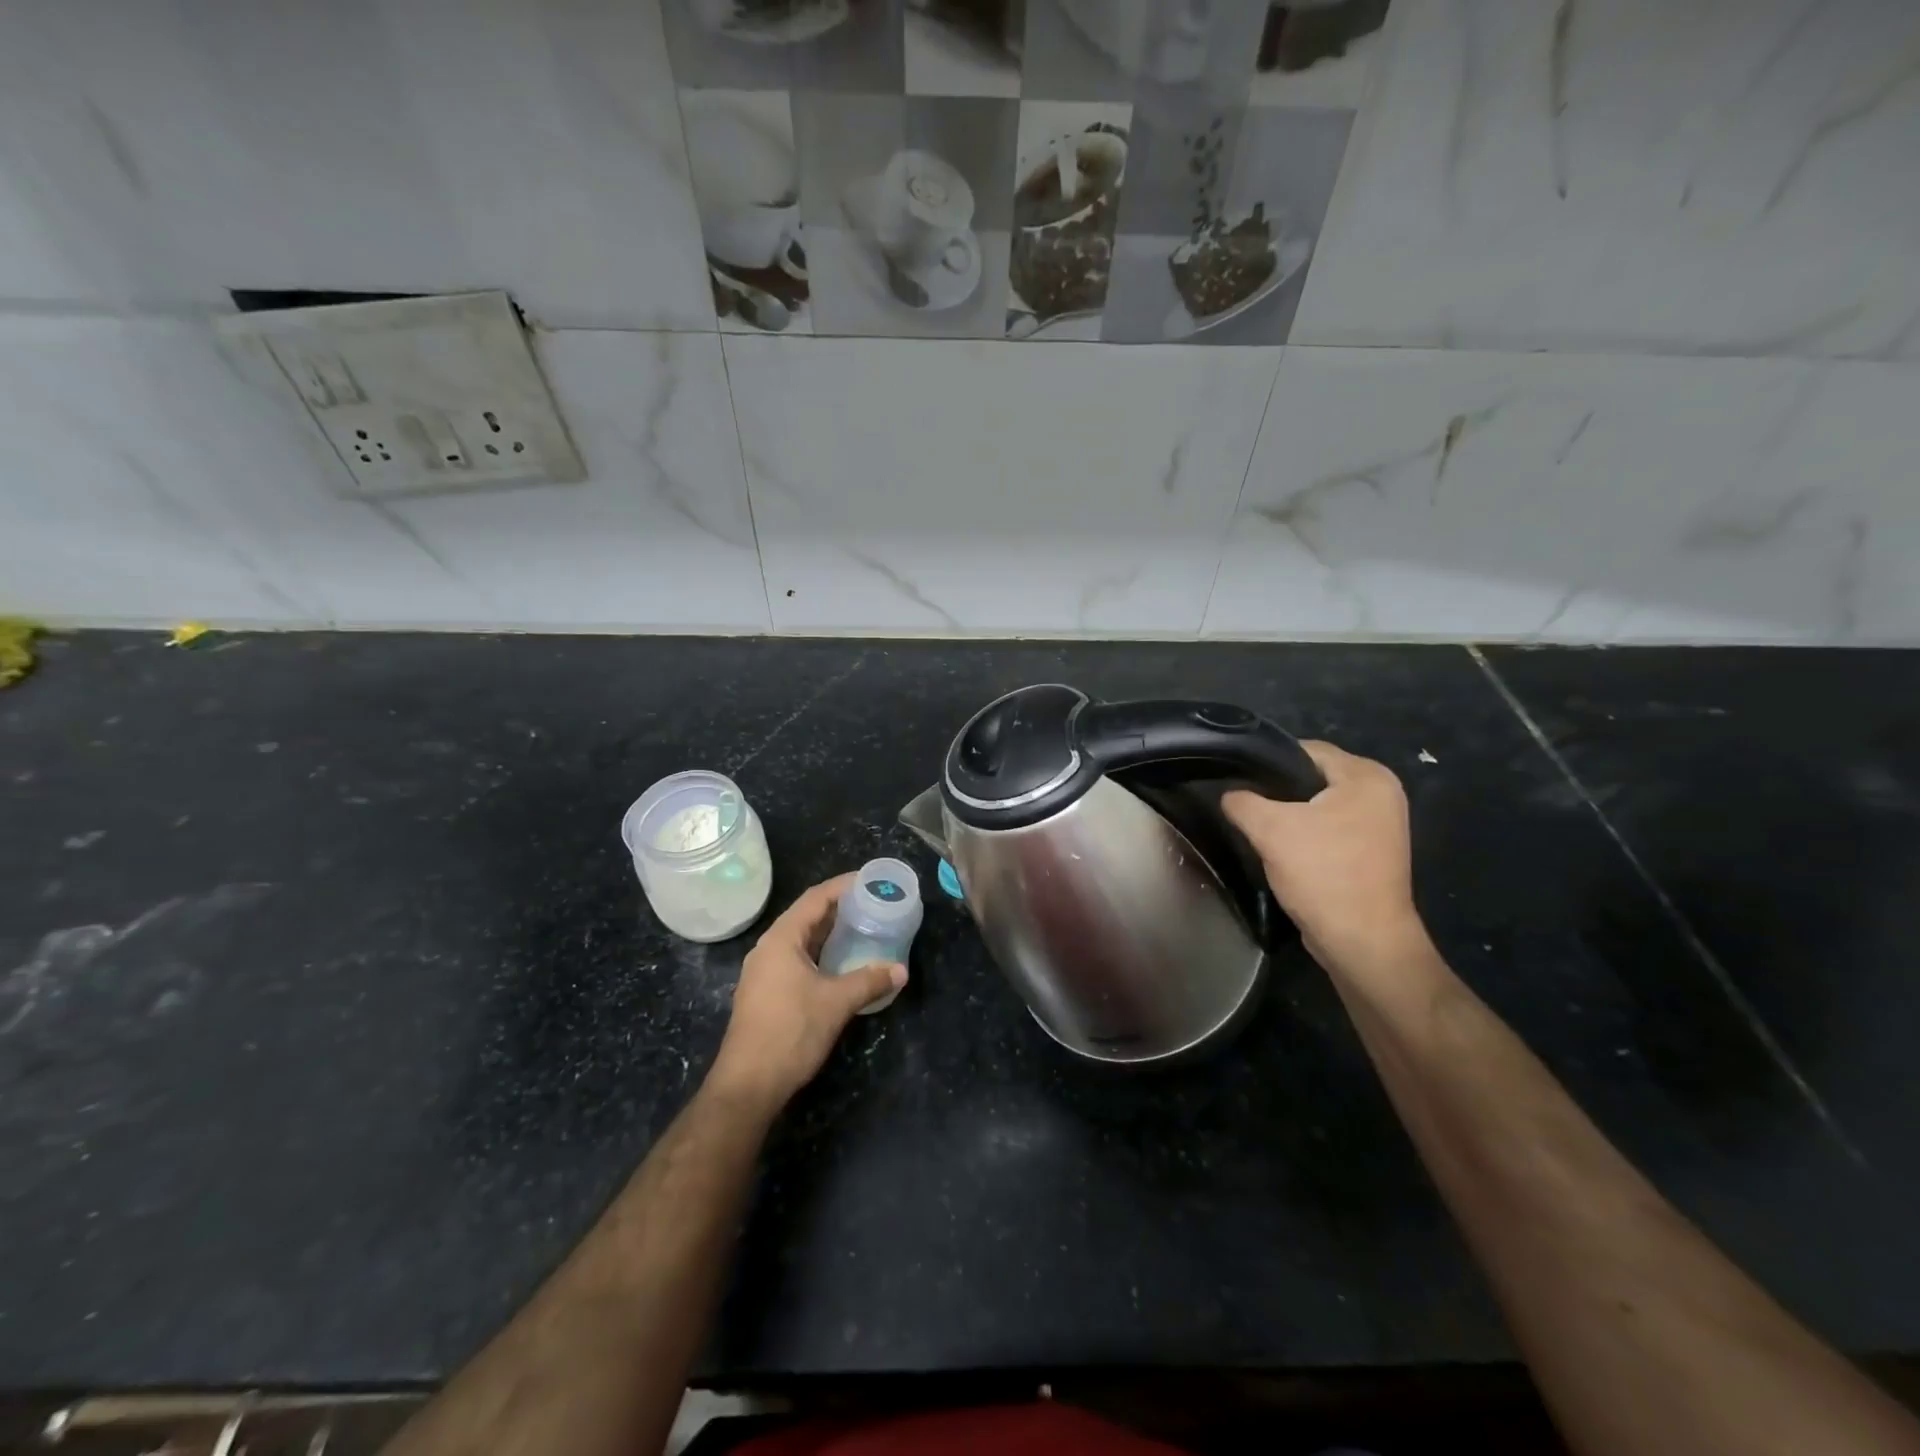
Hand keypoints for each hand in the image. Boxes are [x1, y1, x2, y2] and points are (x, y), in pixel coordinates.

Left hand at [707, 873, 906, 1113]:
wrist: (749, 1084)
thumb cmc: (791, 1032)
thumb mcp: (836, 1003)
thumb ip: (869, 981)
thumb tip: (900, 970)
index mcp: (781, 939)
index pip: (815, 898)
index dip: (843, 886)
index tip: (869, 880)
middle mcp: (769, 948)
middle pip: (807, 916)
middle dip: (839, 908)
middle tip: (872, 903)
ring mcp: (764, 972)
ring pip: (802, 940)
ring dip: (830, 932)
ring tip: (862, 927)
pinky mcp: (766, 992)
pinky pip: (797, 959)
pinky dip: (821, 953)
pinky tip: (841, 962)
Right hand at [1222, 740, 1430, 974]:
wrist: (1363, 942)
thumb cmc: (1323, 874)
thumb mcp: (1270, 830)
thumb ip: (1242, 801)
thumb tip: (1230, 794)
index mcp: (1367, 776)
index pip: (1305, 750)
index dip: (1267, 763)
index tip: (1238, 782)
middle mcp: (1382, 793)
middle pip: (1312, 777)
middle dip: (1278, 792)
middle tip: (1246, 808)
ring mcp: (1382, 824)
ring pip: (1319, 805)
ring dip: (1291, 816)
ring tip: (1260, 830)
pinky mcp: (1374, 851)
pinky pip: (1330, 828)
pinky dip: (1307, 835)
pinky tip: (1284, 850)